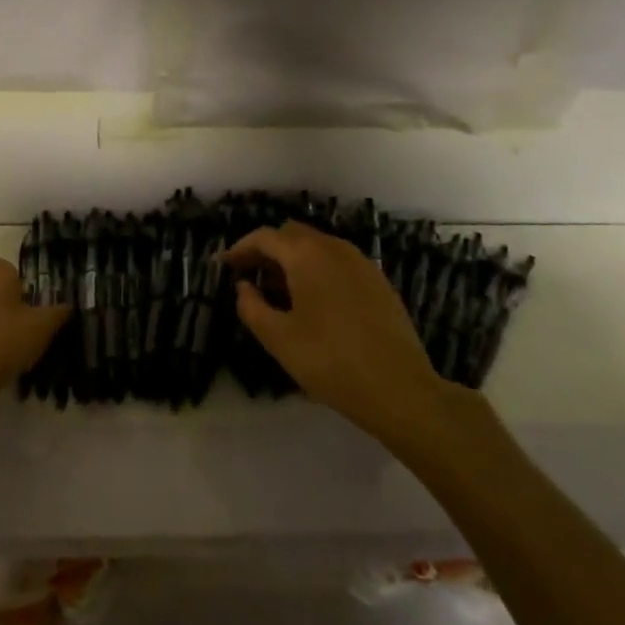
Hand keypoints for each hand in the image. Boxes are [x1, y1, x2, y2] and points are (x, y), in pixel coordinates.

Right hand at [226, 221, 457, 452]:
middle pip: (292, 235)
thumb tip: (244, 287)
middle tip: (250, 276)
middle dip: (267, 250)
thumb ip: (252, 306)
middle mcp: (334, 248)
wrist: (401, 390)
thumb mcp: (278, 338)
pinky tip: (314, 301)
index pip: (264, 237)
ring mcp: (361, 263)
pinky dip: (317, 270)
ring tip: (279, 291)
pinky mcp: (379, 282)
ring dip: (293, 259)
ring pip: (317, 247)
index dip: (240, 248)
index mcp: (306, 255)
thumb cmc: (330, 361)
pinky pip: (338, 262)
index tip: (224, 266)